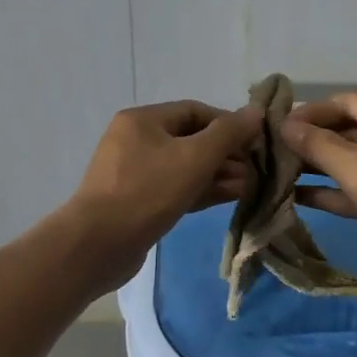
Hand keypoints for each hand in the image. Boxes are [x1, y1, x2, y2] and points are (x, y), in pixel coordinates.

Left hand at [66, 100, 261, 290]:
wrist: (98, 245)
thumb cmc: (147, 191)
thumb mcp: (194, 157)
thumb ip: (228, 133)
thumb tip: (256, 111)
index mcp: (143, 120)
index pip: (196, 111)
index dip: (229, 123)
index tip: (257, 141)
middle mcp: (136, 141)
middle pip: (191, 139)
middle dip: (226, 153)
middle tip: (257, 168)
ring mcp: (135, 173)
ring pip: (185, 167)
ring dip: (218, 174)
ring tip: (250, 185)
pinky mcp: (138, 202)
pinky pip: (176, 188)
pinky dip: (202, 190)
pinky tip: (230, 196)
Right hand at [282, 92, 356, 294]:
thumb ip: (318, 145)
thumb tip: (284, 125)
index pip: (349, 102)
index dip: (312, 111)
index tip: (277, 125)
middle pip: (351, 130)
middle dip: (313, 140)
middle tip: (273, 151)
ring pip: (355, 162)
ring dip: (320, 167)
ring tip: (278, 172)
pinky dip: (334, 191)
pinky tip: (298, 196)